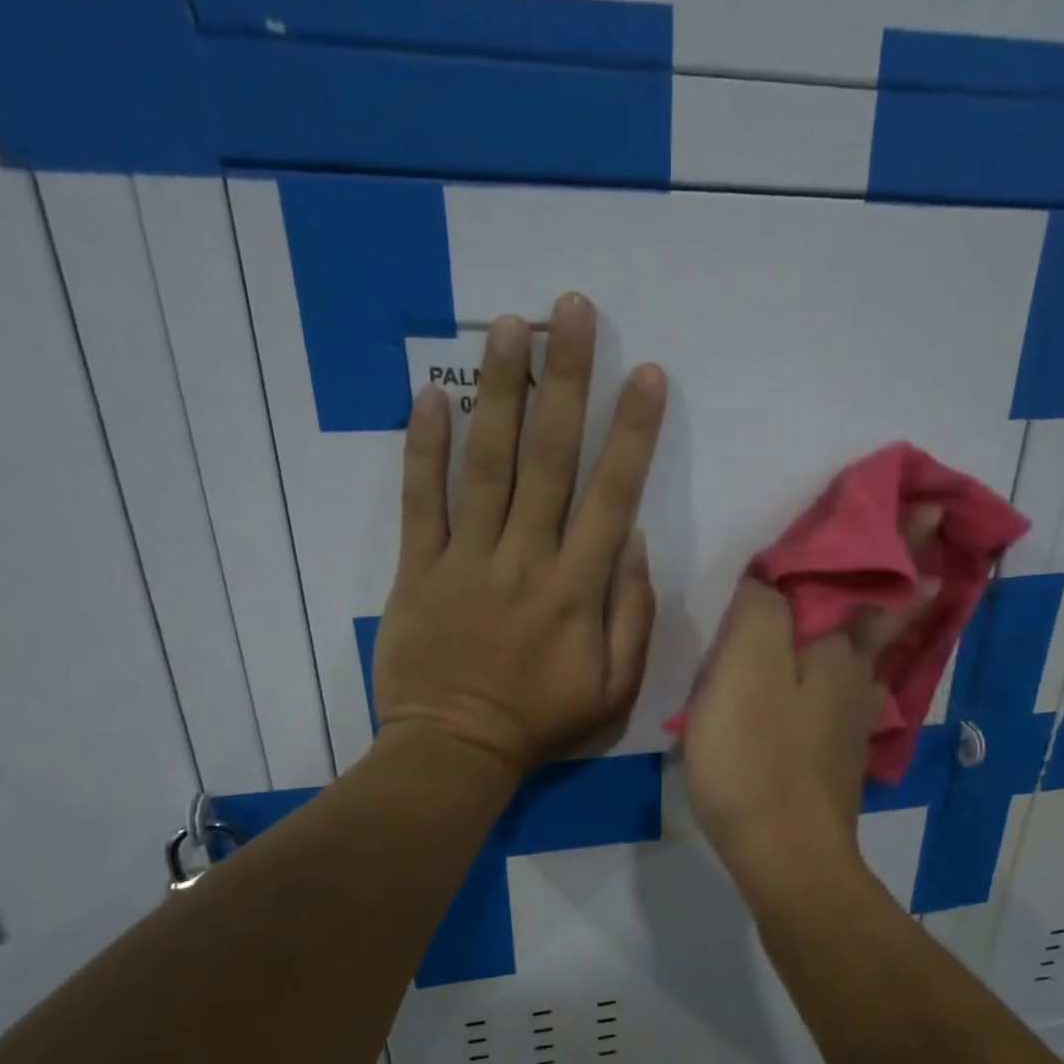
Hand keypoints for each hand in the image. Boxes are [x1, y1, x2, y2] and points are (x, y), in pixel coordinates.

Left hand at [371, 294, 667, 779]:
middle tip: (571, 312)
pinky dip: (423, 449)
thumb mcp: (615, 690)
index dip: (633, 433)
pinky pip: (420, 502)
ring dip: (501, 392)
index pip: (612, 496)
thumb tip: (633, 541)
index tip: (647, 374)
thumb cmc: (541, 725)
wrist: (454, 752)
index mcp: (577, 590)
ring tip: (510, 327)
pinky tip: (430, 394)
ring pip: (487, 465)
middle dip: (567, 381)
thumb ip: (632, 616)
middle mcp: (525, 560)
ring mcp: (466, 561)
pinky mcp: (416, 570)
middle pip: (550, 459)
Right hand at [684, 512, 939, 894]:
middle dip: (910, 576)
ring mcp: (851, 722)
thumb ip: (757, 614)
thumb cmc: (756, 758)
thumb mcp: (740, 671)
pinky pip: (858, 692)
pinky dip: (868, 668)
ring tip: (917, 596)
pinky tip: (862, 677)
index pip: (866, 577)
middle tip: (936, 548)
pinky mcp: (838, 756)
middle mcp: (855, 679)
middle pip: (886, 616)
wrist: (785, 855)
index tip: (929, 506)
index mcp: (833, 649)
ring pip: (877, 656)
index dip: (894, 538)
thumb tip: (772, 584)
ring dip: (897, 621)